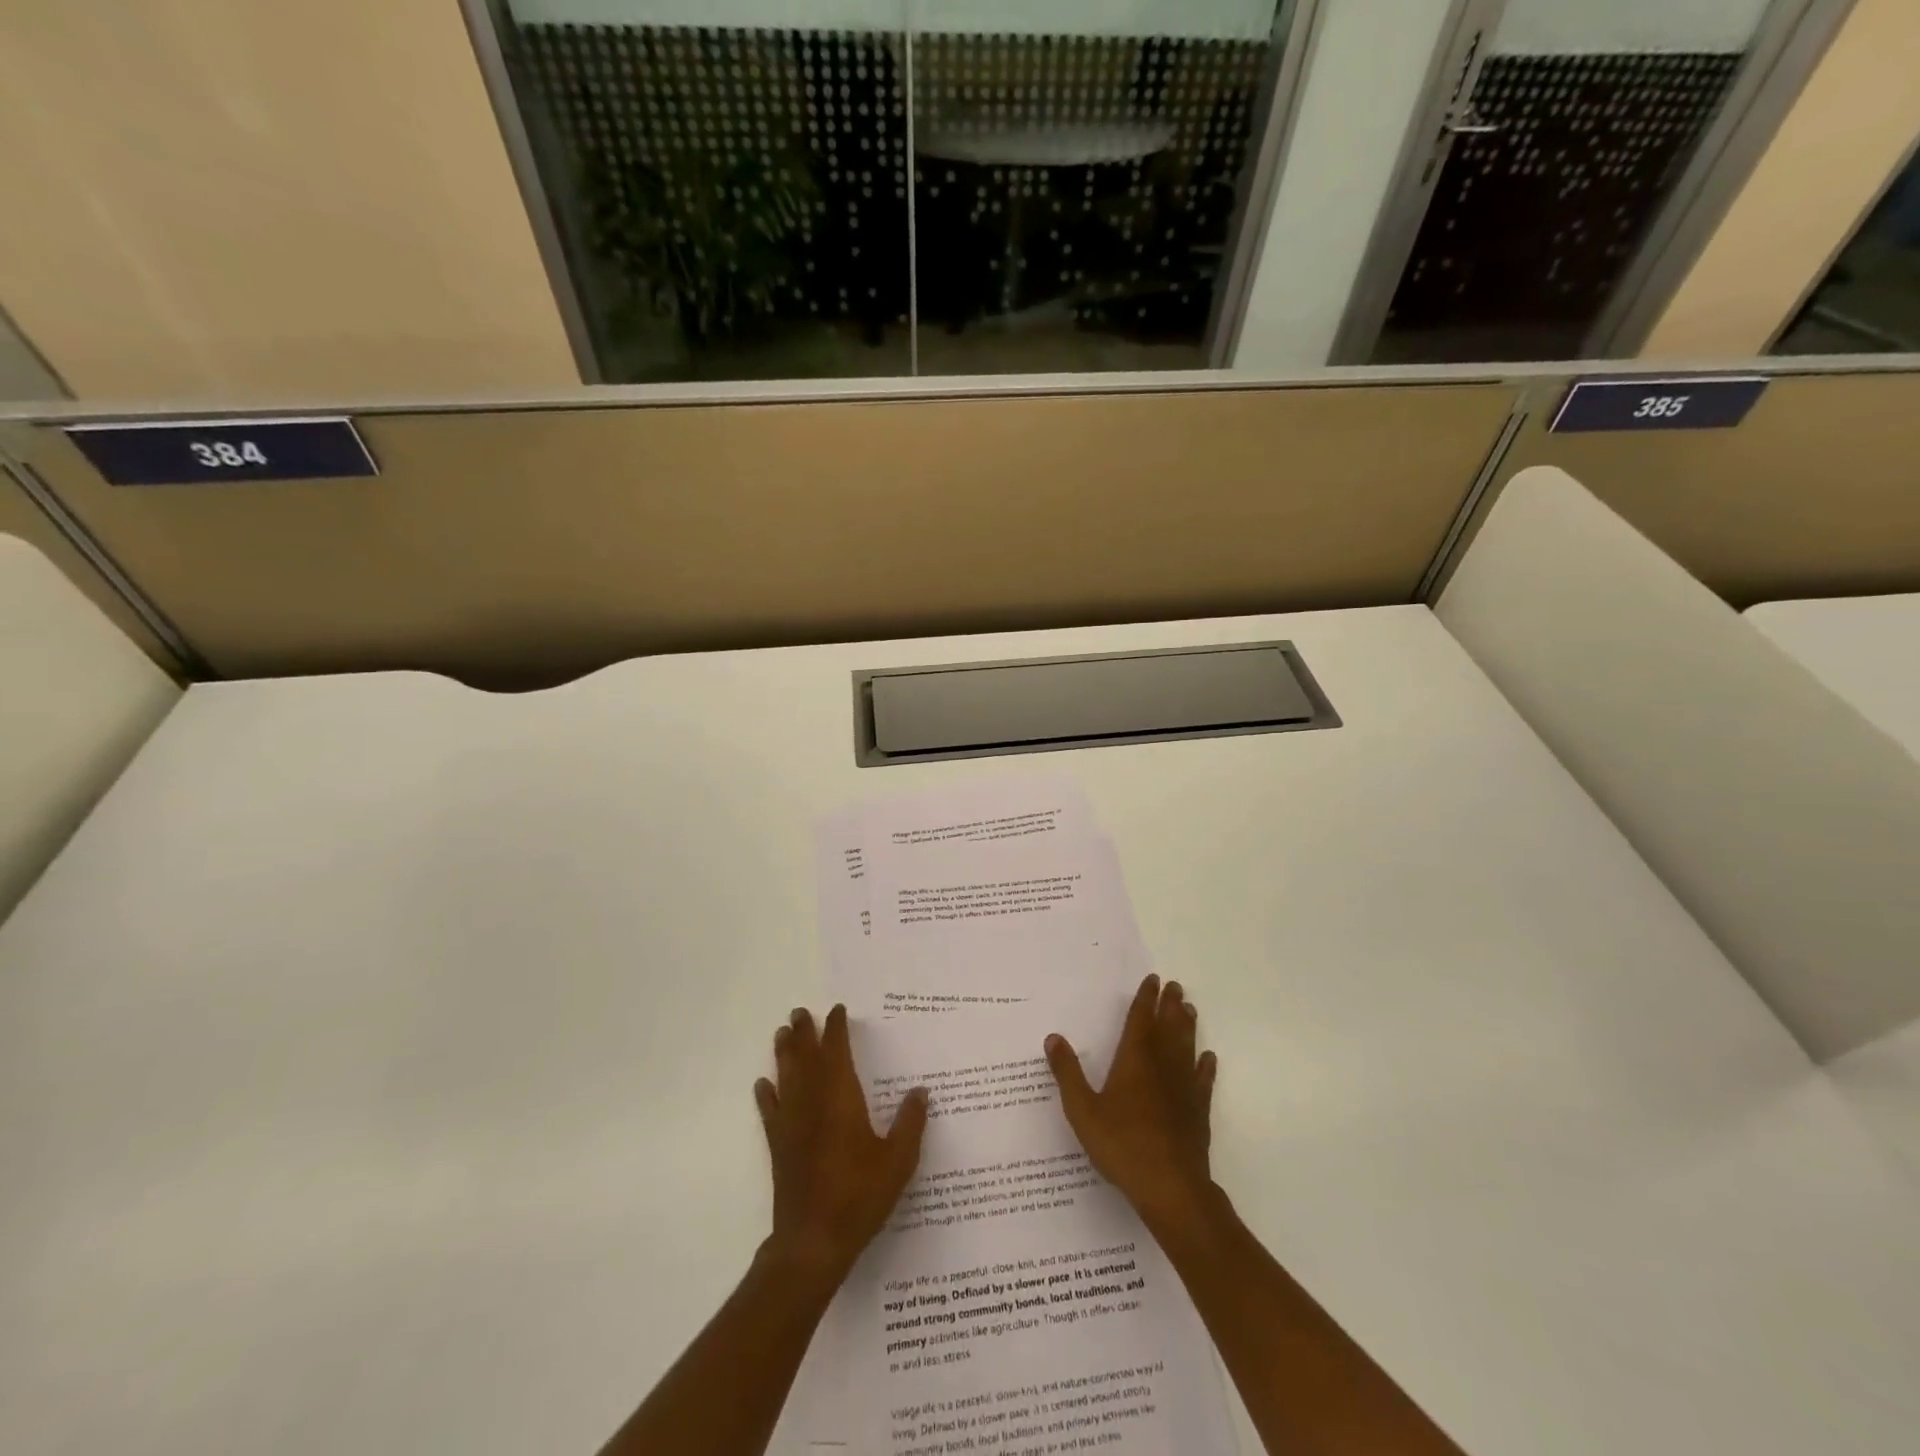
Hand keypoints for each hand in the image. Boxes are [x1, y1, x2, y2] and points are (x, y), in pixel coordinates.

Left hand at [754, 1005, 927, 1284]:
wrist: (813, 1241)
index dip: (836, 1029)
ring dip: (784, 1054)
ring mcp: (792, 1124)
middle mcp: (813, 1102)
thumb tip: (920, 1091)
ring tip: (781, 1034)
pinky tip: (763, 1085)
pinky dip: (766, 1095)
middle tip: (800, 1012)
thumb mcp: (898, 1160)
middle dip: (804, 1033)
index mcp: (841, 1098)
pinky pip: (770, 1112)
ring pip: (786, 1078)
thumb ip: (910, 1123)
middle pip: (806, 1058)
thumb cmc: (860, 1196)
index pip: (836, 1052)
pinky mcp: (779, 1147)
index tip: (837, 1010)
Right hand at [1045, 974, 1217, 1235]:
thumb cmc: (1122, 1145)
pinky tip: (1207, 1058)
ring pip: (1187, 1047)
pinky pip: (1203, 1079)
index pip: (1141, 1019)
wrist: (1171, 1187)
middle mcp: (1162, 1065)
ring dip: (1188, 1026)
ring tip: (1189, 1009)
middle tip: (1175, 986)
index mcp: (1134, 1060)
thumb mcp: (1082, 1110)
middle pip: (1168, 1027)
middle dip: (1170, 1005)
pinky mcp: (1199, 1110)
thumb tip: (1053, 1037)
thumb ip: (1067, 1072)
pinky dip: (1205, 1066)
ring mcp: (1184, 1088)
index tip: (1153, 980)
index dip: (1145, 998)